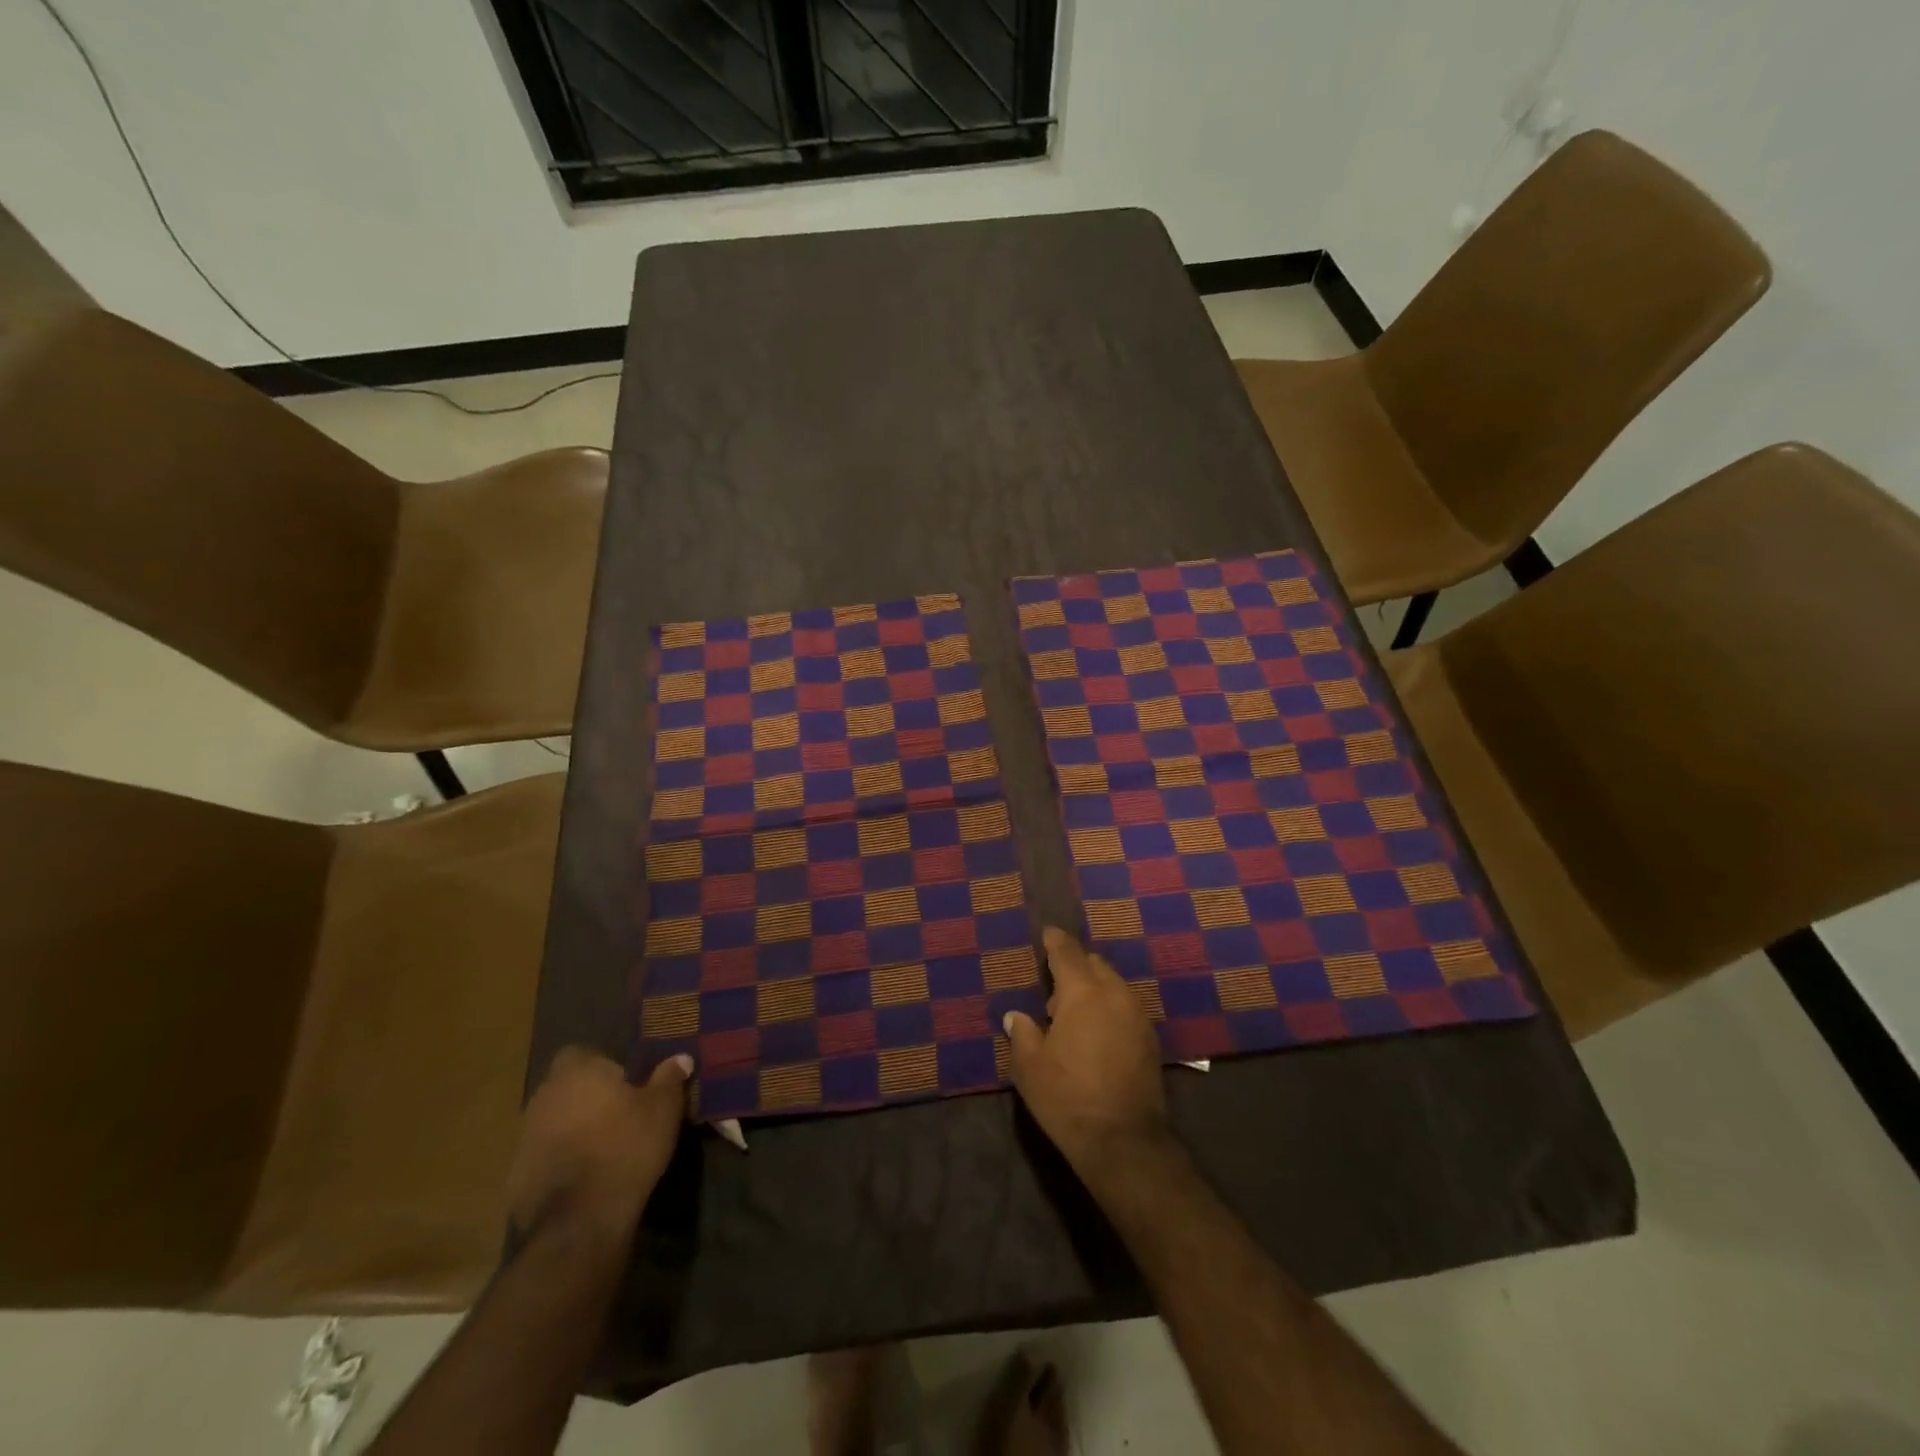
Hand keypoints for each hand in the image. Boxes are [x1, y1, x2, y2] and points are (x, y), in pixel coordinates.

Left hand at [505, 1047, 690, 1248]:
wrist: (581, 1218)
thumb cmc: (626, 1146)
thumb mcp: (663, 1108)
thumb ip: (669, 1077)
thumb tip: (680, 1058)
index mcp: (577, 1072)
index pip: (581, 1052)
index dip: (602, 1064)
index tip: (625, 1081)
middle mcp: (544, 1096)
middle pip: (565, 1087)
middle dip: (587, 1097)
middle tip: (619, 1113)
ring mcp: (524, 1137)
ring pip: (553, 1122)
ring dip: (572, 1129)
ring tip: (604, 1146)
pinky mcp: (516, 1176)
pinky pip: (544, 1156)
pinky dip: (561, 1161)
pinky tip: (585, 1176)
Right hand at [1004, 927, 1173, 1180]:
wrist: (1124, 1141)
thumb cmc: (1067, 1098)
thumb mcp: (1029, 1067)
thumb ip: (1022, 1033)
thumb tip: (1016, 1016)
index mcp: (1083, 992)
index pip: (1068, 952)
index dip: (1055, 940)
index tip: (1047, 934)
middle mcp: (1115, 994)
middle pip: (1094, 963)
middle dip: (1075, 967)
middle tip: (1053, 991)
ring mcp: (1137, 1015)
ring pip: (1113, 984)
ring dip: (1093, 988)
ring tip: (1073, 1017)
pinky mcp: (1150, 1038)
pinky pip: (1125, 1006)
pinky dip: (1110, 1007)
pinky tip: (1096, 1033)